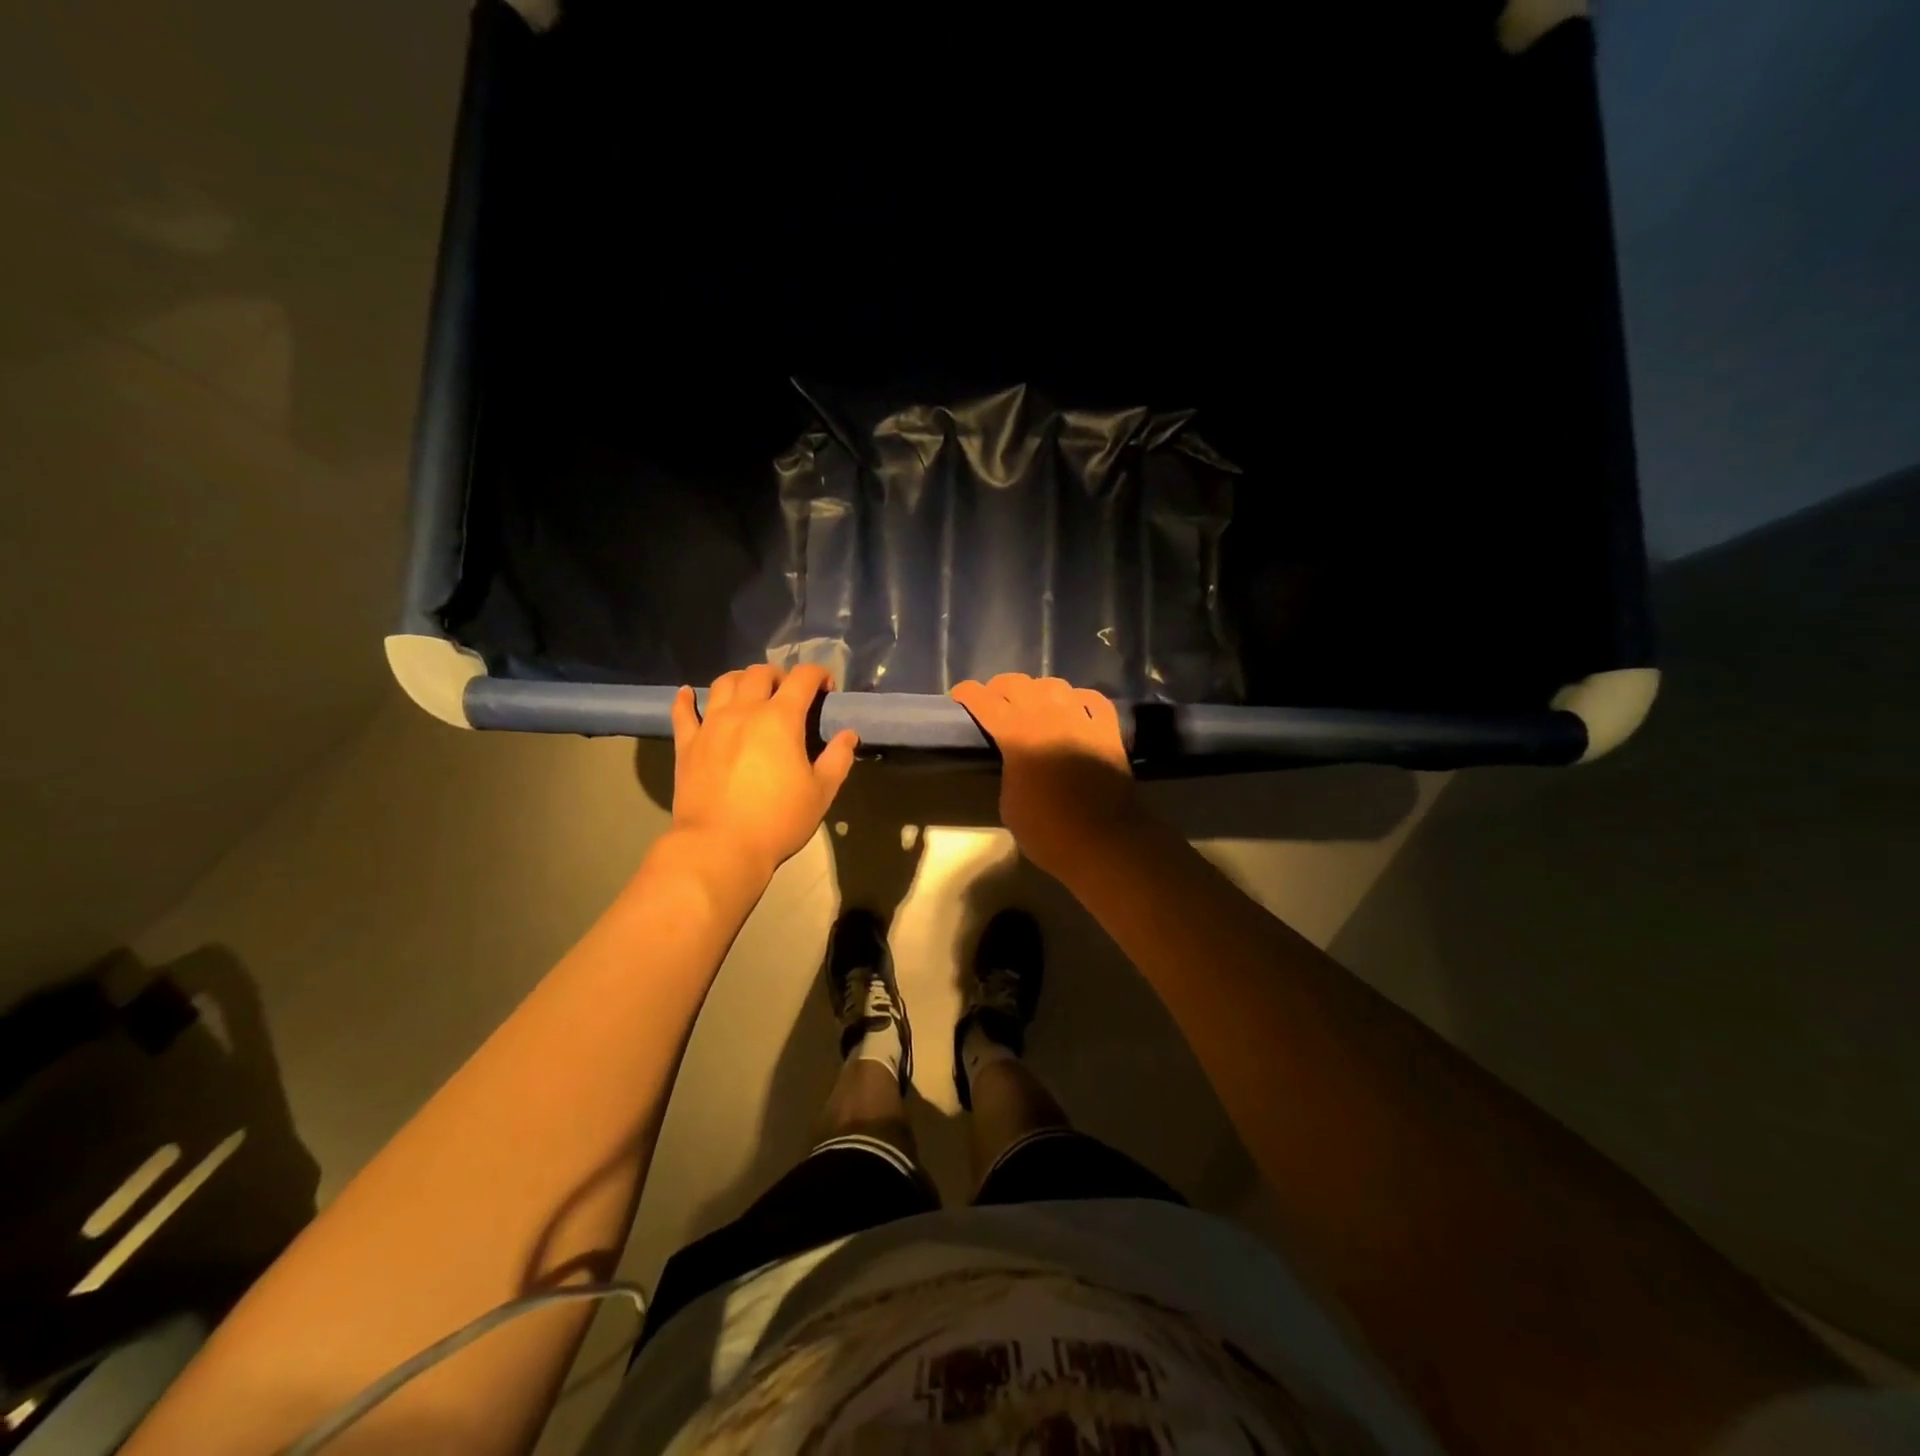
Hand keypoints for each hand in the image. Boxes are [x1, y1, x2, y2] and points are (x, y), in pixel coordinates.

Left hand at [671, 664, 857, 879]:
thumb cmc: (778, 820)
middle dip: (780, 675)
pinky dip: (686, 699)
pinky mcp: (687, 745)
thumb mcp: (821, 793)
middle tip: (790, 694)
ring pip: (724, 683)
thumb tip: (848, 735)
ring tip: (750, 693)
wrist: (720, 847)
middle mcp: (744, 711)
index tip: (827, 689)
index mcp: (780, 718)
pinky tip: (688, 694)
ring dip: (741, 679)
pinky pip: (683, 712)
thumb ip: (838, 758)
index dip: (818, 674)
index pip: (802, 678)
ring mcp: (711, 725)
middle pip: (760, 673)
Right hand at [950, 674, 1139, 879]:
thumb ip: (1009, 770)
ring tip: (1032, 705)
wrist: (1105, 844)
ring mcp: (1081, 719)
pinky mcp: (1108, 730)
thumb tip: (1017, 760)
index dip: (968, 694)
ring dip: (1037, 690)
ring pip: (1054, 685)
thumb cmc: (1048, 832)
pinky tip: (1073, 708)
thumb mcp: (1009, 804)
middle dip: (999, 688)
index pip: (984, 700)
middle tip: (993, 702)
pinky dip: (1078, 699)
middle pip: (1017, 683)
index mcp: (1016, 734)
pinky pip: (1092, 699)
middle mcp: (1048, 715)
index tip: (959, 697)